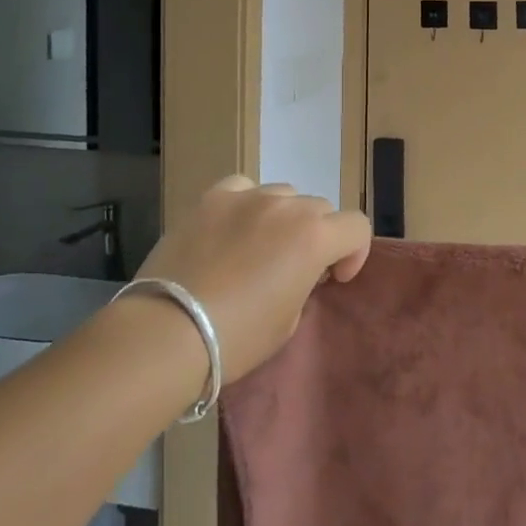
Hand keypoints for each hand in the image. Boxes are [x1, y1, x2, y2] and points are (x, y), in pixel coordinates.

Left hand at [133, 177, 371, 381]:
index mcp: (315, 237)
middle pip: (319, 209)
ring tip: (259, 246)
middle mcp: (287, 207)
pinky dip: (246, 203)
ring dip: (283, 217)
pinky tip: (232, 225)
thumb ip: (305, 283)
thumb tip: (298, 270)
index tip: (333, 278)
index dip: (353, 253)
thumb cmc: (237, 338)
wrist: (168, 332)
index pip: (356, 226)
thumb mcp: (289, 321)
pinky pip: (243, 187)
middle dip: (317, 236)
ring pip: (283, 195)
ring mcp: (248, 197)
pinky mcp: (212, 198)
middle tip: (294, 268)